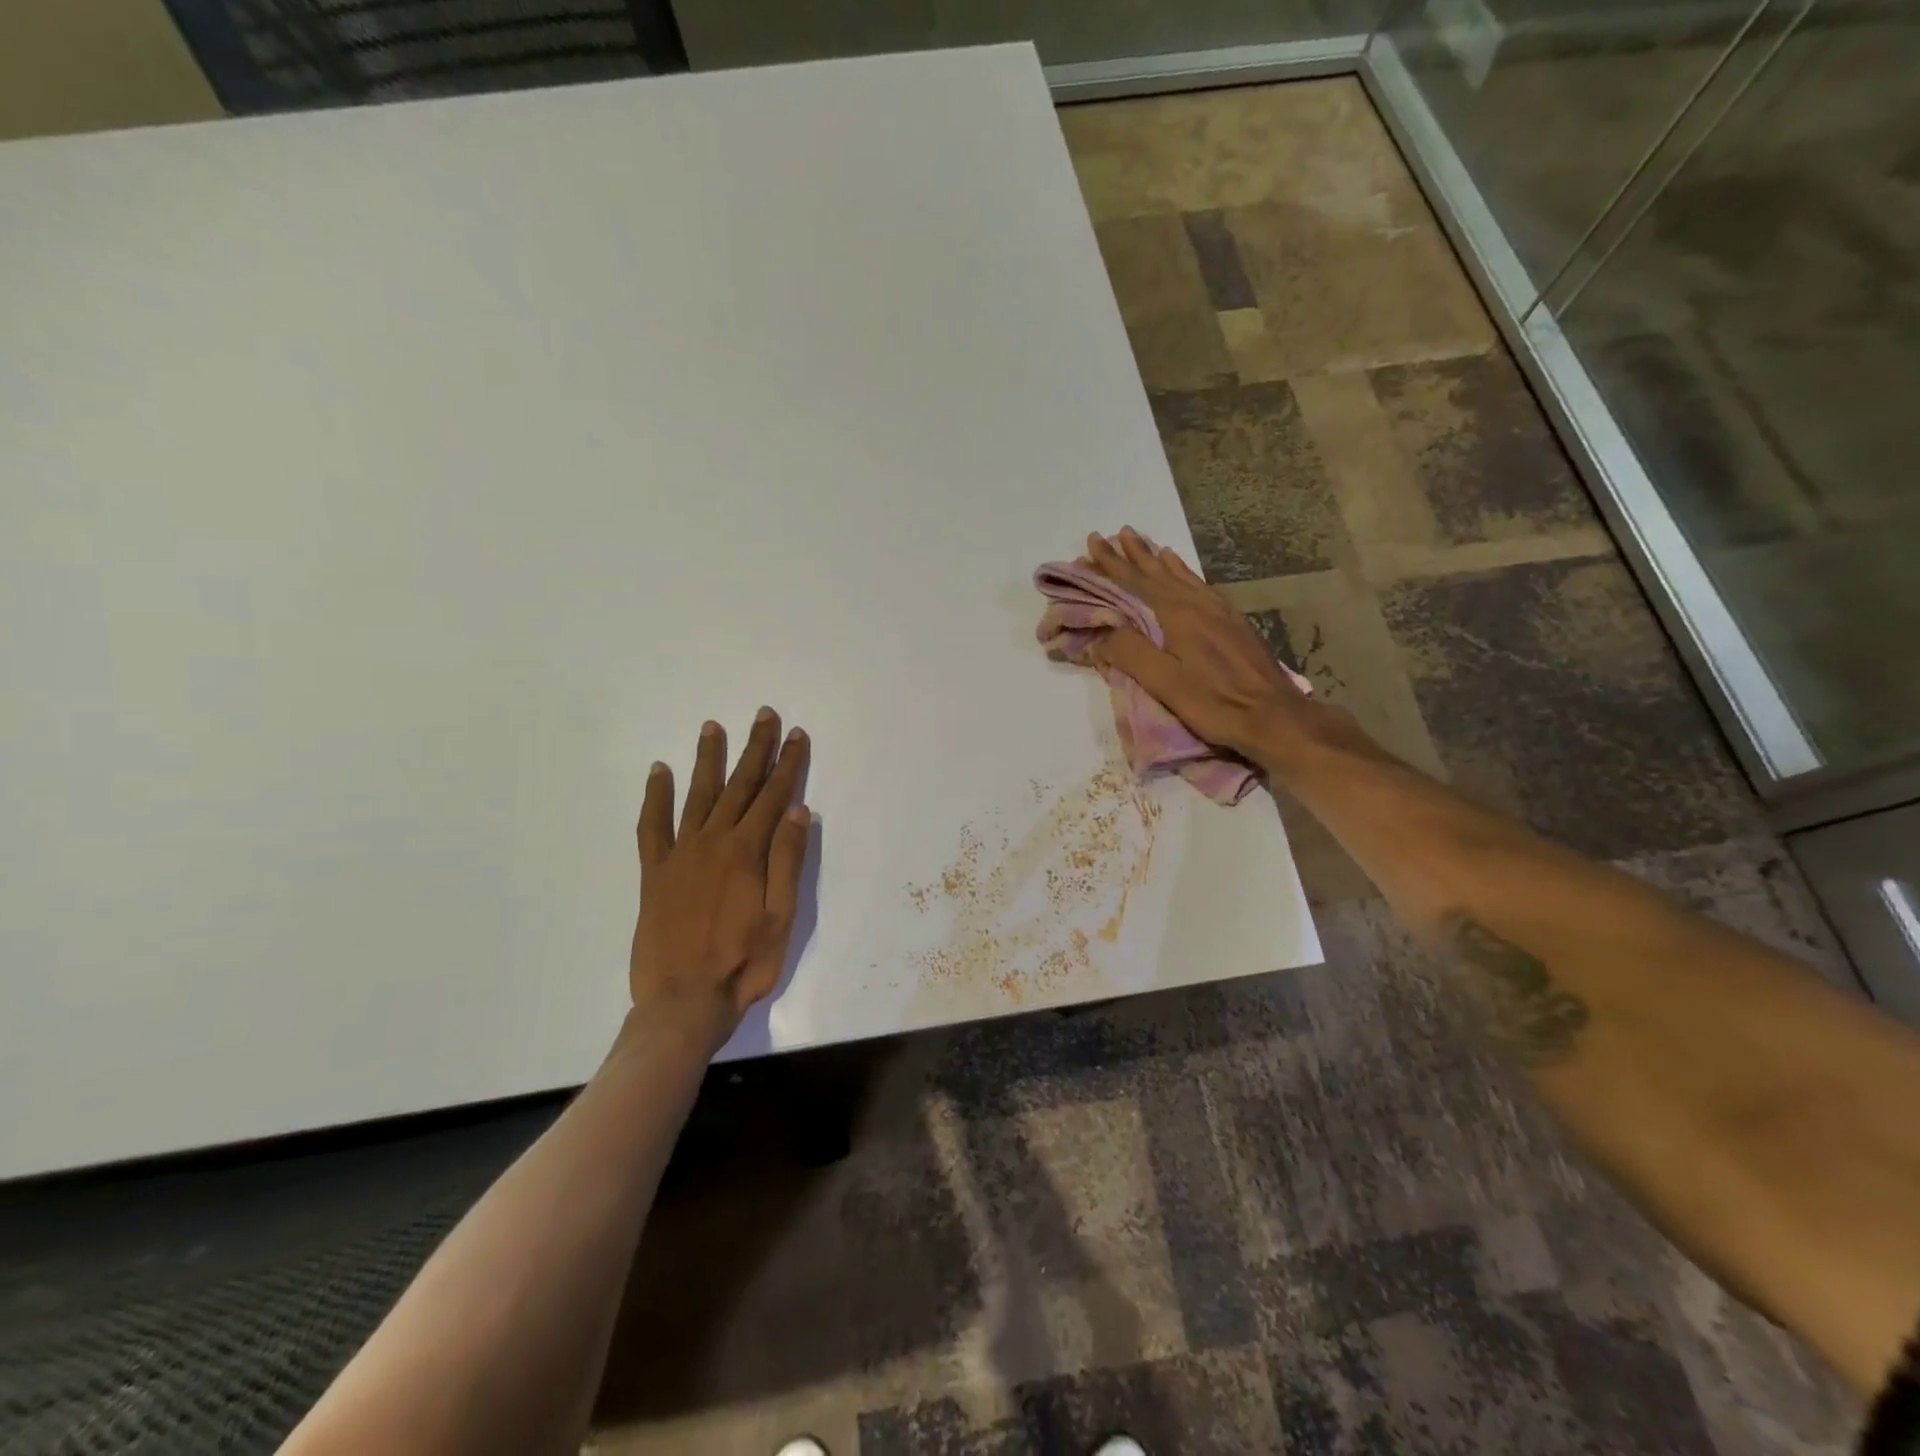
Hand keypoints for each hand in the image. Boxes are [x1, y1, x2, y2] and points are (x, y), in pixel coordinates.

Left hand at [631, 709, 810, 1055]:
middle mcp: (713, 842)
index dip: (788, 764)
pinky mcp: (654, 873)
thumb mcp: (782, 917)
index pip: (774, 796)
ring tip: (713, 727)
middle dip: (755, 749)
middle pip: (739, 786)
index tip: (796, 734)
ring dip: (708, 759)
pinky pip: (652, 826)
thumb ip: (789, 861)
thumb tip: (799, 810)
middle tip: (764, 715)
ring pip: (697, 795)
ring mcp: (680, 854)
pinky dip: (655, 796)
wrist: (682, 1002)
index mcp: (747, 852)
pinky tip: (658, 772)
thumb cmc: (743, 963)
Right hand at [1082, 528, 1311, 761]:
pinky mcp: (1233, 622)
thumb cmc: (1216, 703)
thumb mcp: (1166, 684)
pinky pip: (1200, 585)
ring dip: (1158, 559)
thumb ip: (1131, 653)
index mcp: (1177, 616)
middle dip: (1133, 554)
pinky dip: (1184, 572)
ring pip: (1181, 576)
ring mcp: (1219, 611)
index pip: (1136, 582)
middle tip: (1114, 534)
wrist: (1275, 715)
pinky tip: (1183, 572)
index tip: (1092, 542)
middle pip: (1158, 572)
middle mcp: (1197, 604)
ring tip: (1144, 542)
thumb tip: (1102, 632)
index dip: (1111, 563)